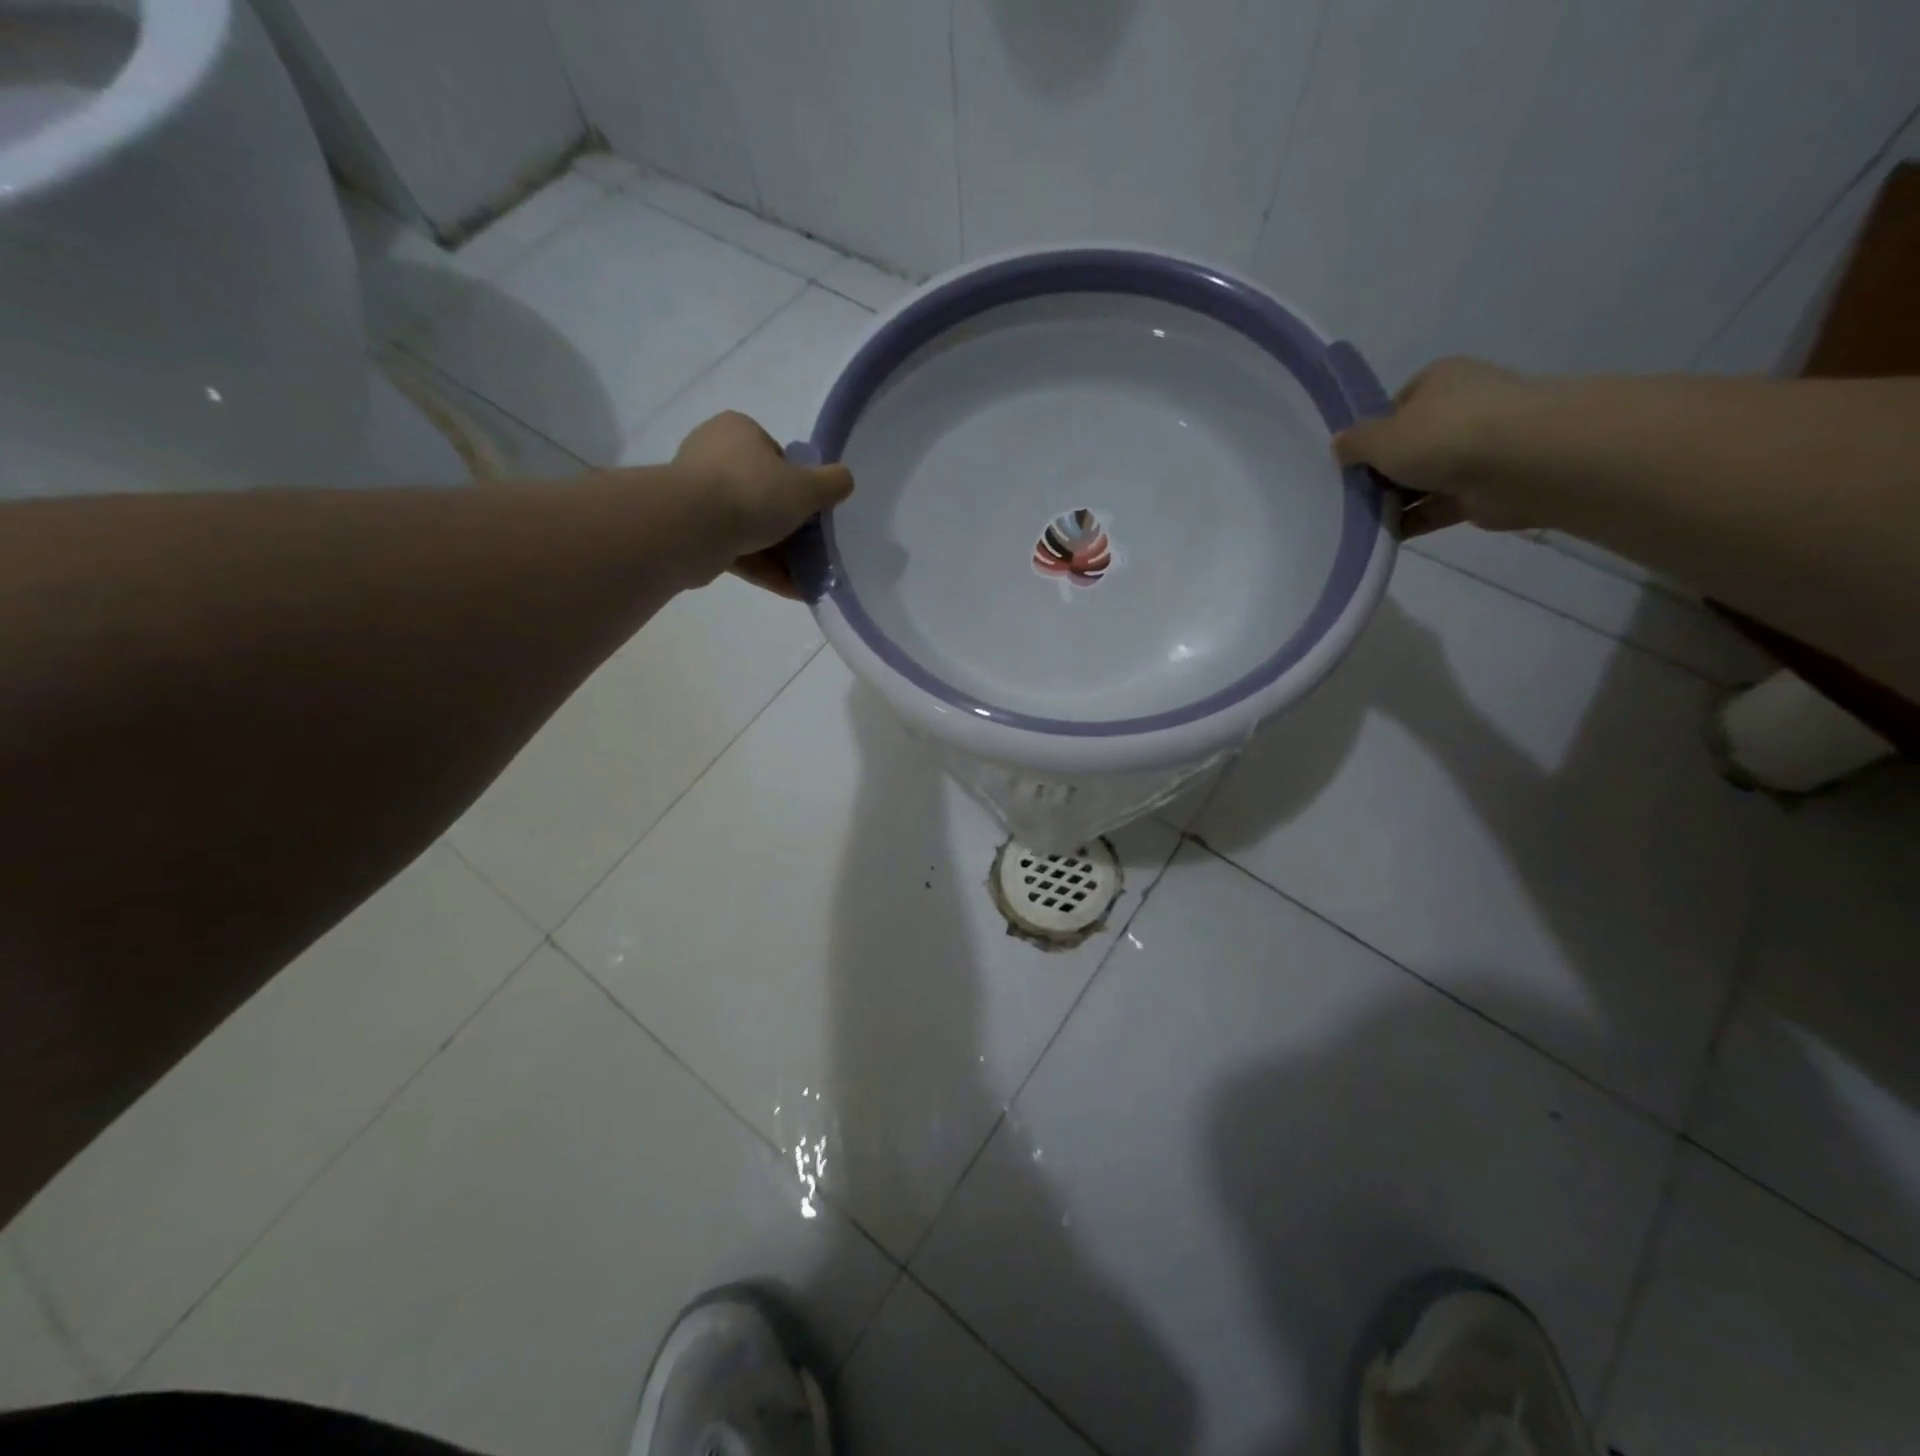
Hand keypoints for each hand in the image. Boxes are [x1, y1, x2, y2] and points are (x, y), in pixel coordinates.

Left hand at [674, 411, 853, 595]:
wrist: (693, 528)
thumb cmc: (753, 493)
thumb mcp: (807, 487)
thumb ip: (832, 483)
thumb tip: (844, 480)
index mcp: (737, 431)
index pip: (775, 455)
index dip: (798, 483)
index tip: (811, 509)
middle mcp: (712, 456)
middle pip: (763, 493)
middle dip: (789, 525)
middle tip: (814, 547)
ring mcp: (698, 496)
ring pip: (749, 526)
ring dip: (780, 553)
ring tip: (809, 577)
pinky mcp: (692, 532)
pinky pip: (736, 550)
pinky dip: (764, 568)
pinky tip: (792, 589)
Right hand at [1332, 357, 1534, 536]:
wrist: (1523, 462)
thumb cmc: (1445, 434)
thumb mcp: (1381, 437)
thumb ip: (1355, 443)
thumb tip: (1339, 444)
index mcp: (1439, 381)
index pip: (1396, 406)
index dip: (1371, 434)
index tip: (1350, 462)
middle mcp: (1461, 408)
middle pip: (1409, 444)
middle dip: (1382, 471)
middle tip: (1349, 495)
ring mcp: (1476, 449)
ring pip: (1422, 478)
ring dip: (1395, 500)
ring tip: (1359, 521)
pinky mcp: (1483, 489)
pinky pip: (1436, 507)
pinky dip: (1412, 521)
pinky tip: (1384, 536)